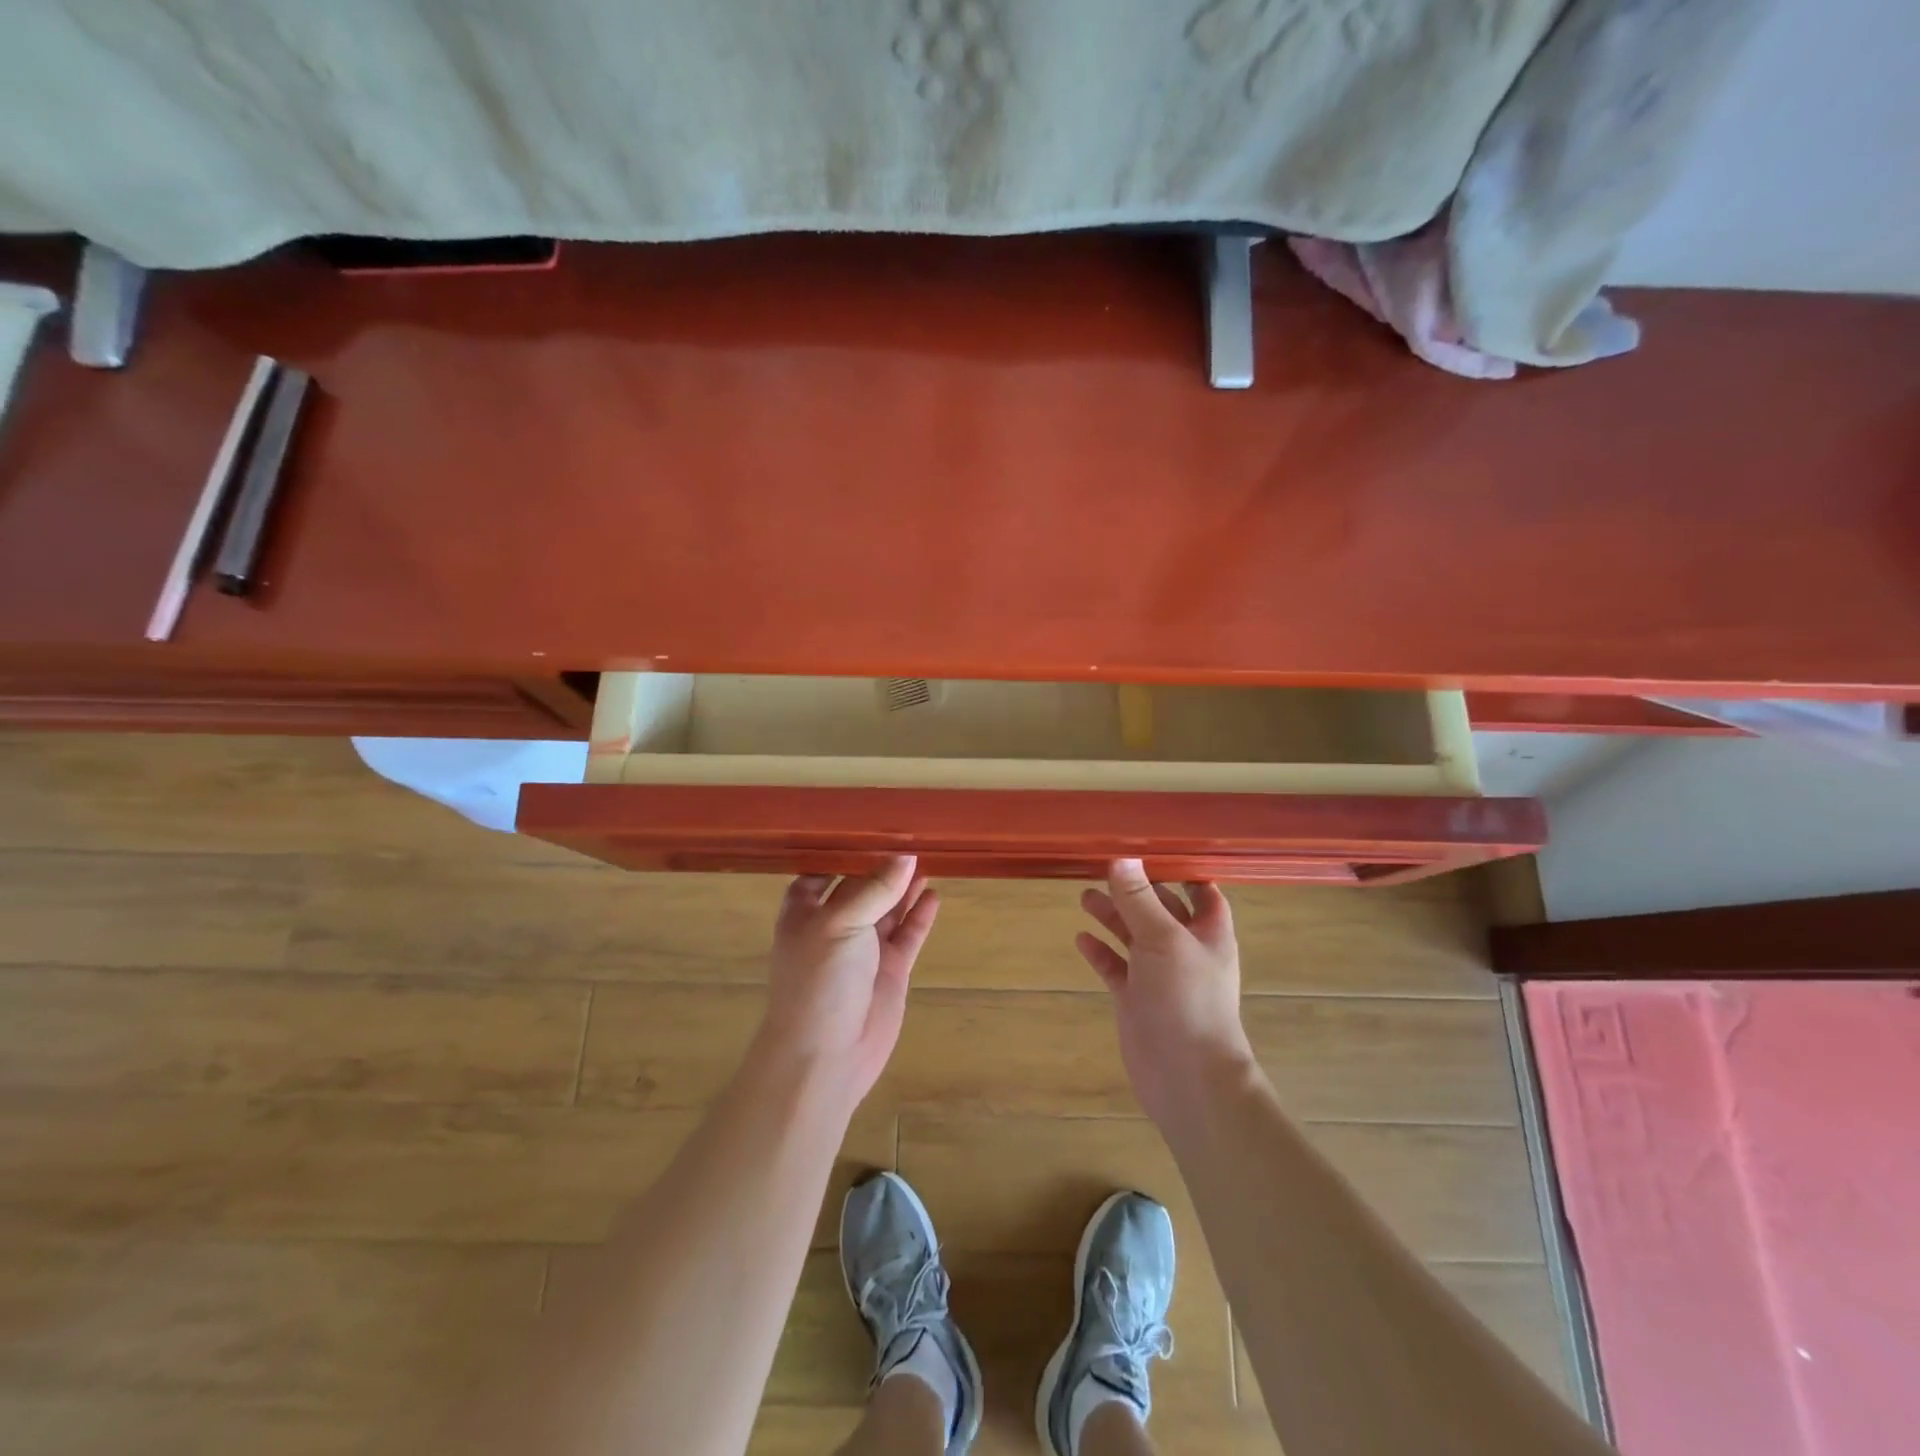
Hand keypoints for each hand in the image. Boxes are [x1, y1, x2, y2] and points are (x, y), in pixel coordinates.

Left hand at [757, 856, 938, 1110]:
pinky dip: (919, 916)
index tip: (872, 824)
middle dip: (881, 864)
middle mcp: (834, 925)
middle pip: (861, 886)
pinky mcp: (890, 970)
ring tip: (928, 857)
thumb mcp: (840, 923)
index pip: (824, 869)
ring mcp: (864, 949)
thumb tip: (906, 856)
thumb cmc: (819, 981)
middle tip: (912, 834)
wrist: (826, 1056)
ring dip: (904, 886)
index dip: (845, 850)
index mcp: (805, 911)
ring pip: (888, 908)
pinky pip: (907, 934)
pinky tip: (934, 894)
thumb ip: (874, 888)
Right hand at [1077, 859, 1255, 1124]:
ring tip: (1085, 896)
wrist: (1186, 1076)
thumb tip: (1120, 857)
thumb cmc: (1187, 999)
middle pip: (1159, 909)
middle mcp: (1185, 949)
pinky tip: (1081, 939)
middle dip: (1135, 889)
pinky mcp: (1136, 999)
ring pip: (1134, 936)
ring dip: (1113, 916)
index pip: (1201, 891)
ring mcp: (1159, 975)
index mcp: (1208, 932)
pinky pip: (1115, 967)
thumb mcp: (1163, 939)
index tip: (1150, 847)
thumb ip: (1138, 899)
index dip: (1181, 870)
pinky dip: (1100, 952)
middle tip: (1102, 867)